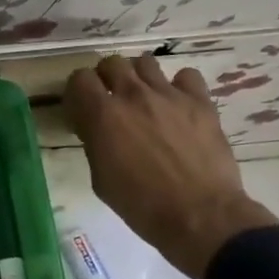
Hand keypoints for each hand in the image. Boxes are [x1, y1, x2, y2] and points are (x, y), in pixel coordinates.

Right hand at [63, 55, 278, 278]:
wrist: (200, 216)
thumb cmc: (142, 205)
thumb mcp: (101, 179)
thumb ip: (95, 144)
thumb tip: (97, 129)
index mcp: (103, 115)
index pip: (80, 78)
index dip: (78, 92)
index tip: (82, 109)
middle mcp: (133, 95)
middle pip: (111, 62)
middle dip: (106, 78)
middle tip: (112, 100)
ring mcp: (169, 95)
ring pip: (145, 62)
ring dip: (139, 77)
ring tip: (144, 98)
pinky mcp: (200, 101)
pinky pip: (186, 75)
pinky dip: (179, 85)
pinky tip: (178, 104)